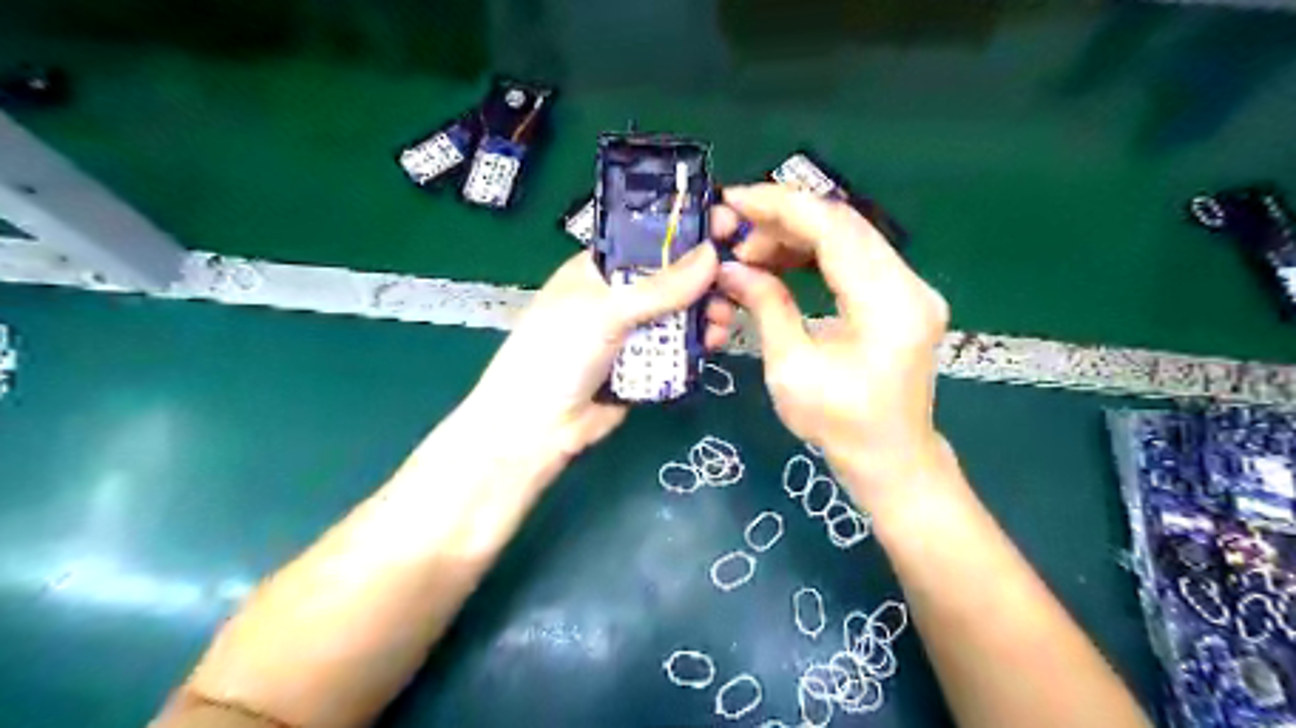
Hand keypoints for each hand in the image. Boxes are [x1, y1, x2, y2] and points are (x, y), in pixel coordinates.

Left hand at [466, 249, 732, 456]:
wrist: (539, 427)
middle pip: (671, 279)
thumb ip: (660, 287)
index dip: (686, 233)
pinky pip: (679, 348)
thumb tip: (712, 254)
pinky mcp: (645, 365)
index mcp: (599, 269)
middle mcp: (618, 296)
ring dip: (705, 313)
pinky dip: (698, 344)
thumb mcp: (606, 311)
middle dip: (704, 280)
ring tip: (723, 320)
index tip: (727, 228)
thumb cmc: (559, 352)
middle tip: (738, 282)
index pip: (648, 240)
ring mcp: (632, 332)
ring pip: (680, 315)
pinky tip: (714, 343)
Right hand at [707, 185, 948, 497]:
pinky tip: (780, 263)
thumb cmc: (840, 426)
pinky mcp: (901, 296)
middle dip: (782, 219)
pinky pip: (854, 257)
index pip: (834, 230)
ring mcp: (910, 288)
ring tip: (750, 253)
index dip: (780, 207)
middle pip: (844, 223)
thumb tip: (731, 269)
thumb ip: (765, 306)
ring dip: (796, 235)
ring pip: (848, 235)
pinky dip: (813, 252)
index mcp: (888, 306)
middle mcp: (910, 285)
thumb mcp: (791, 369)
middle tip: (734, 234)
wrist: (891, 459)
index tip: (733, 201)